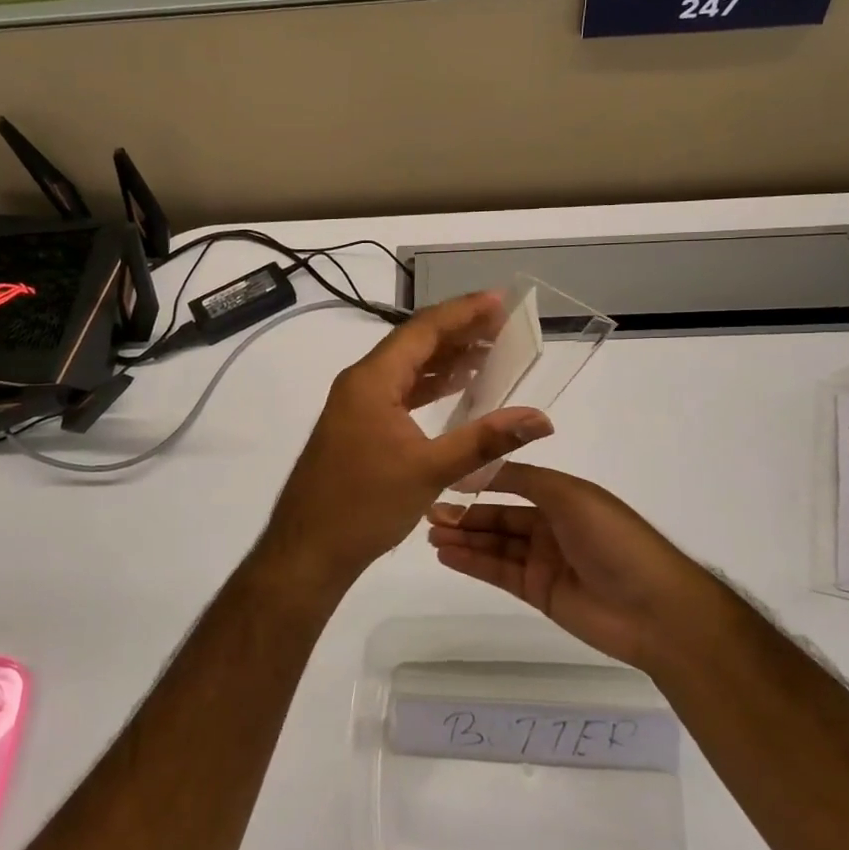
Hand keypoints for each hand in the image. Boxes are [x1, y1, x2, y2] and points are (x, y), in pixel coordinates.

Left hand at [260, 293, 552, 588]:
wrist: (308, 549)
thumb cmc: (364, 506)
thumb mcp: (430, 470)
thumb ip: (486, 440)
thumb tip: (540, 418)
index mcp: (372, 380)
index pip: (423, 330)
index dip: (463, 312)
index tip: (499, 300)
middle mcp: (361, 382)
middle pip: (414, 343)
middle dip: (459, 331)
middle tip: (502, 323)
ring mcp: (357, 404)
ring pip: (407, 368)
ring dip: (445, 358)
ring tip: (489, 349)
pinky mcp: (359, 425)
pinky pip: (399, 391)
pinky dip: (429, 386)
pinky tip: (456, 387)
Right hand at [427, 464, 701, 670]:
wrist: (654, 610)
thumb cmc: (614, 540)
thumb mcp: (570, 495)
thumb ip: (522, 480)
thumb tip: (478, 466)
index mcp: (563, 496)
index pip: (512, 483)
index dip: (480, 482)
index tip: (445, 479)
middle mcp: (551, 526)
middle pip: (499, 517)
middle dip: (466, 514)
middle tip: (428, 512)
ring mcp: (544, 561)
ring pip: (495, 545)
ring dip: (464, 538)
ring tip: (430, 533)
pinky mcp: (539, 593)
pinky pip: (500, 573)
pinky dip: (473, 562)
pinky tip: (447, 554)